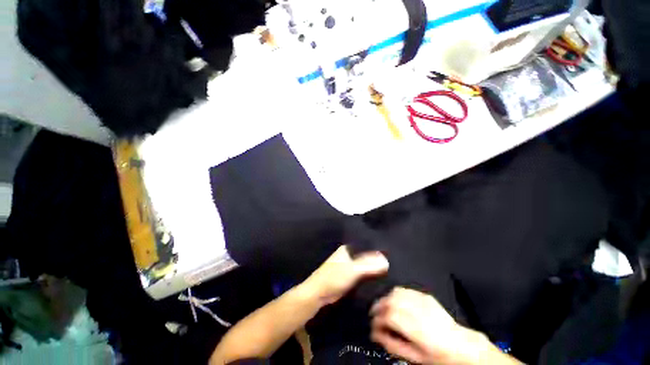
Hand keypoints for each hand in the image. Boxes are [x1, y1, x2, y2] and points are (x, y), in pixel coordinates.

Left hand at [304, 245, 388, 304]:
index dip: (378, 250)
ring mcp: (348, 267)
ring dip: (374, 269)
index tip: (392, 254)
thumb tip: (386, 260)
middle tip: (394, 265)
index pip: (366, 246)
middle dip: (377, 261)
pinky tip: (380, 281)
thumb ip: (368, 265)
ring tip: (391, 272)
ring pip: (365, 266)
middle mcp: (348, 256)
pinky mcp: (349, 278)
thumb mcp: (352, 270)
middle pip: (366, 257)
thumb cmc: (334, 278)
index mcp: (347, 249)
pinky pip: (363, 275)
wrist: (319, 295)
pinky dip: (369, 277)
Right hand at [370, 288, 500, 364]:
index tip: (373, 326)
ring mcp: (422, 301)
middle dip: (378, 307)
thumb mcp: (414, 358)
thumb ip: (392, 345)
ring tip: (383, 307)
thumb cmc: (439, 356)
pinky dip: (396, 294)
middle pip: (390, 301)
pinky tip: (395, 301)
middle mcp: (418, 311)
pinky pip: (405, 290)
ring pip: (396, 292)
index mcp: (415, 329)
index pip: (388, 316)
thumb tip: (376, 335)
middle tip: (374, 314)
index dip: (377, 320)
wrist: (461, 346)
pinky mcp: (425, 296)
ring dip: (386, 298)